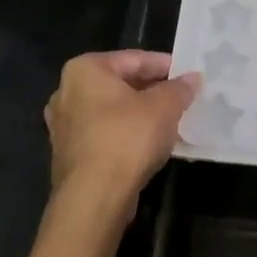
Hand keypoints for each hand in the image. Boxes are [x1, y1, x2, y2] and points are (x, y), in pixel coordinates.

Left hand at [43, 50, 200, 201]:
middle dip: (151, 90)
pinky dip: (125, 134)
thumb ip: (179, 89)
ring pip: (110, 110)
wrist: (94, 197)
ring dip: (138, 114)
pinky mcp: (68, 154)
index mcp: (85, 70)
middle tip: (180, 97)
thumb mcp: (164, 107)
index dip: (164, 65)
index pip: (133, 59)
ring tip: (169, 121)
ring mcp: (63, 125)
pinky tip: (148, 144)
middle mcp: (66, 91)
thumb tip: (192, 78)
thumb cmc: (127, 138)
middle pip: (119, 84)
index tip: (187, 74)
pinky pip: (103, 133)